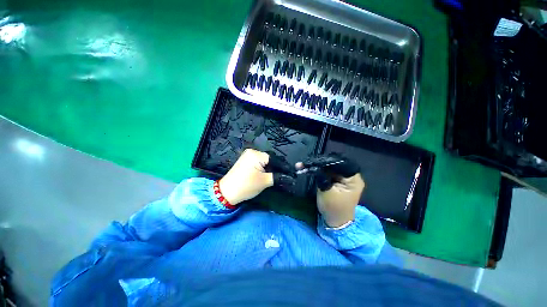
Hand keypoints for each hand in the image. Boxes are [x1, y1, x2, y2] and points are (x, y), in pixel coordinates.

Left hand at [219, 149, 294, 205]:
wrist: (226, 192)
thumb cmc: (246, 186)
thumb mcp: (265, 182)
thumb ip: (279, 177)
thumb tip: (291, 178)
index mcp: (256, 154)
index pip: (275, 159)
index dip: (283, 167)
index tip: (291, 174)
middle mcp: (252, 152)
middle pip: (270, 159)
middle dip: (277, 168)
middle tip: (285, 176)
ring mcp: (248, 155)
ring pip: (265, 161)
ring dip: (271, 168)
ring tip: (278, 176)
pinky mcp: (246, 161)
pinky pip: (259, 162)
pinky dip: (264, 168)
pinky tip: (268, 174)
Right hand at [297, 154, 364, 227]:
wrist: (335, 222)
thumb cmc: (333, 209)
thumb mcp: (326, 191)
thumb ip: (321, 176)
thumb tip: (313, 165)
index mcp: (353, 179)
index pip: (340, 163)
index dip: (327, 161)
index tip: (313, 161)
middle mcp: (351, 176)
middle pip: (335, 164)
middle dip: (321, 163)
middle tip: (307, 162)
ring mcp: (345, 178)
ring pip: (331, 168)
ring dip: (319, 166)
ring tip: (306, 165)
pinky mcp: (338, 181)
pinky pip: (329, 172)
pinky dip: (320, 171)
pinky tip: (311, 169)